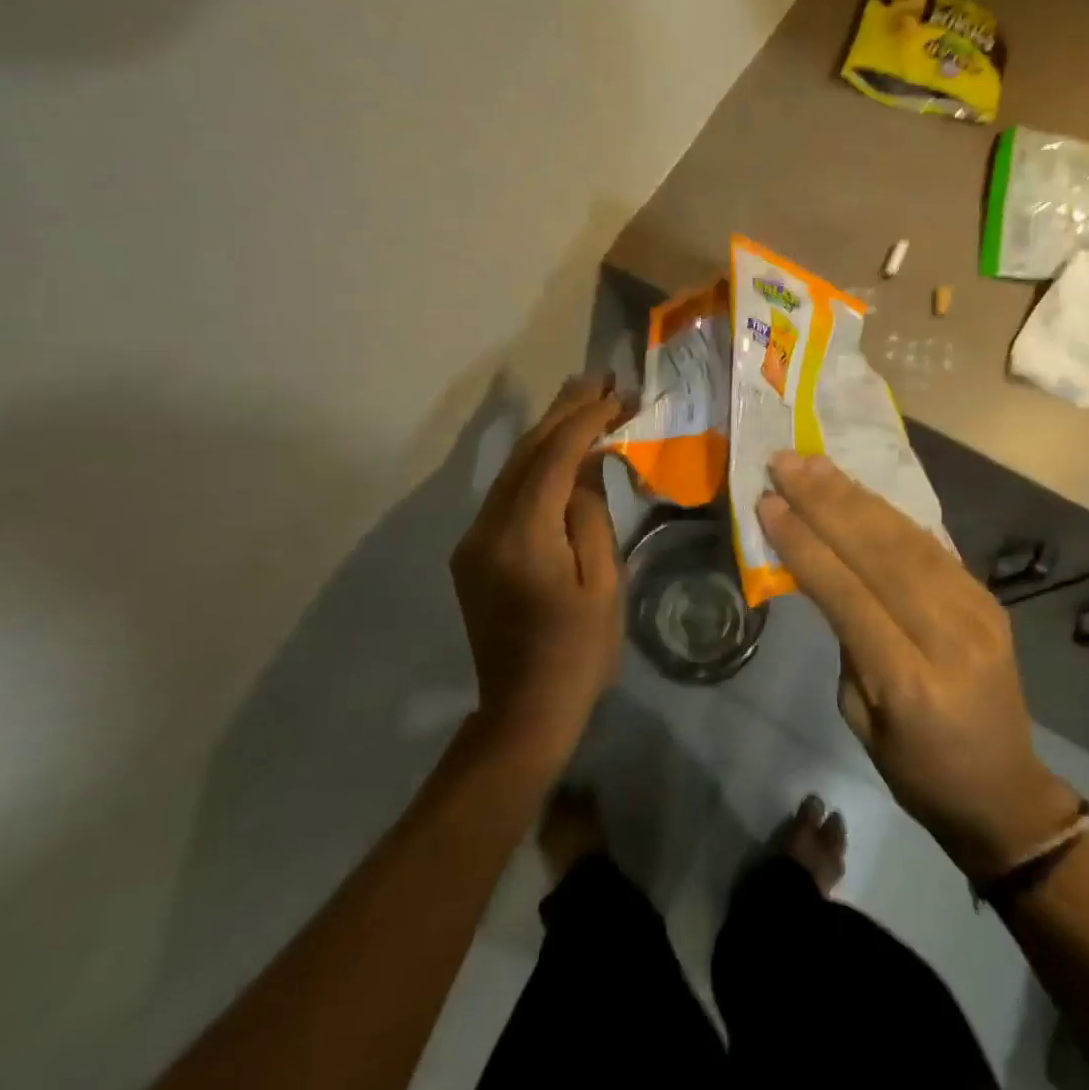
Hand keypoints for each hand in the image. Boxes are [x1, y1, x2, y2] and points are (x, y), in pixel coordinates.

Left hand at [452, 377, 625, 754]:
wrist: (524, 710)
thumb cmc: (579, 651)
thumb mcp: (603, 580)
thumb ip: (592, 513)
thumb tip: (589, 463)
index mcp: (523, 537)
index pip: (553, 458)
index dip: (584, 420)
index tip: (615, 394)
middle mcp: (487, 528)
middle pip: (526, 453)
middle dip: (563, 412)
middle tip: (598, 379)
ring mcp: (474, 539)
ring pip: (512, 469)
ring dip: (548, 433)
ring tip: (582, 399)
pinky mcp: (473, 551)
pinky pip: (507, 493)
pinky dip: (536, 464)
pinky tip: (560, 449)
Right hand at [756, 452, 1083, 881]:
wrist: (1005, 790)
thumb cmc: (916, 769)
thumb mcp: (859, 716)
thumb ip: (845, 639)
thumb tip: (826, 568)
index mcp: (909, 680)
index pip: (847, 594)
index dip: (805, 543)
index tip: (769, 502)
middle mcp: (949, 635)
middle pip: (880, 552)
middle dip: (826, 502)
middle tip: (785, 463)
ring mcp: (977, 609)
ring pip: (906, 537)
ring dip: (854, 495)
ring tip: (814, 464)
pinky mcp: (987, 597)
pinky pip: (930, 543)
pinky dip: (887, 512)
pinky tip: (857, 489)